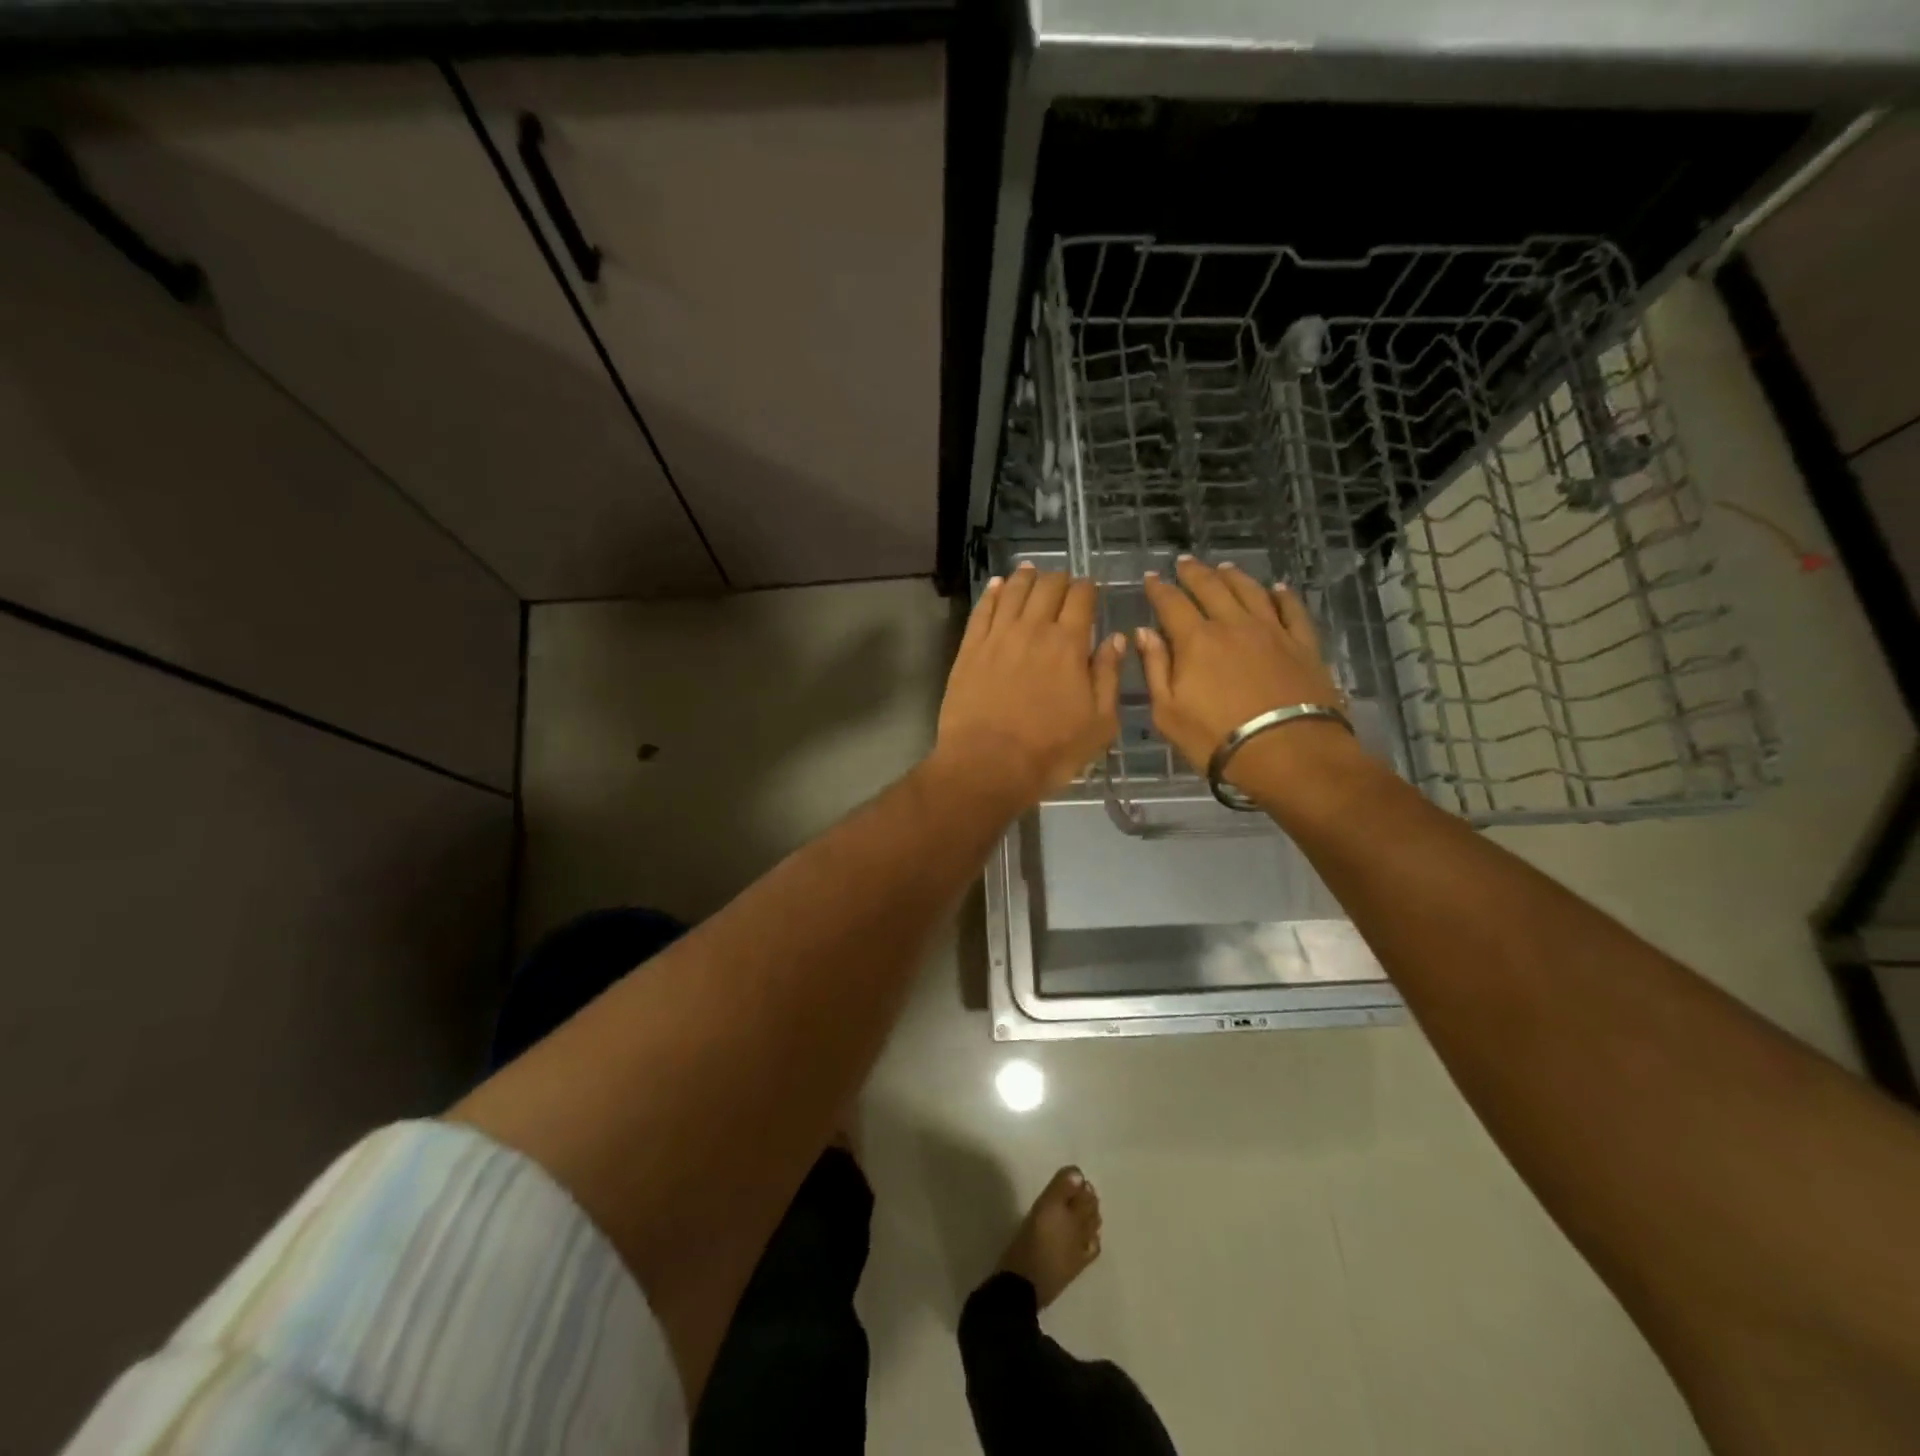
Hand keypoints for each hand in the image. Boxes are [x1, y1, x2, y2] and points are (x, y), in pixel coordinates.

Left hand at [935, 562, 1125, 806]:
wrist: (988, 766)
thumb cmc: (1051, 751)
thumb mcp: (1099, 723)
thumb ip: (1109, 676)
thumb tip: (1116, 638)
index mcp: (1069, 644)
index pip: (1082, 598)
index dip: (1088, 589)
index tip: (1091, 591)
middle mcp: (1033, 629)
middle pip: (1048, 587)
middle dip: (1060, 580)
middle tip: (1063, 585)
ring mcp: (997, 636)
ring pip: (1014, 590)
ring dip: (1027, 577)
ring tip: (1032, 572)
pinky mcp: (969, 648)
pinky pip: (983, 609)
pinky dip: (993, 592)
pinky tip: (998, 585)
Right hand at [1137, 557, 1345, 783]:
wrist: (1288, 752)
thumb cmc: (1216, 738)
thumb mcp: (1168, 712)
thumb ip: (1155, 668)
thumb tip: (1144, 632)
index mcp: (1195, 640)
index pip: (1171, 603)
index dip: (1159, 588)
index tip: (1151, 578)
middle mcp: (1233, 624)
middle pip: (1211, 587)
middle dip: (1194, 573)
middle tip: (1184, 562)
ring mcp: (1272, 631)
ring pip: (1250, 591)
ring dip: (1233, 576)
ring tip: (1223, 567)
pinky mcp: (1303, 644)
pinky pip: (1292, 610)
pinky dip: (1283, 595)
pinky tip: (1277, 589)